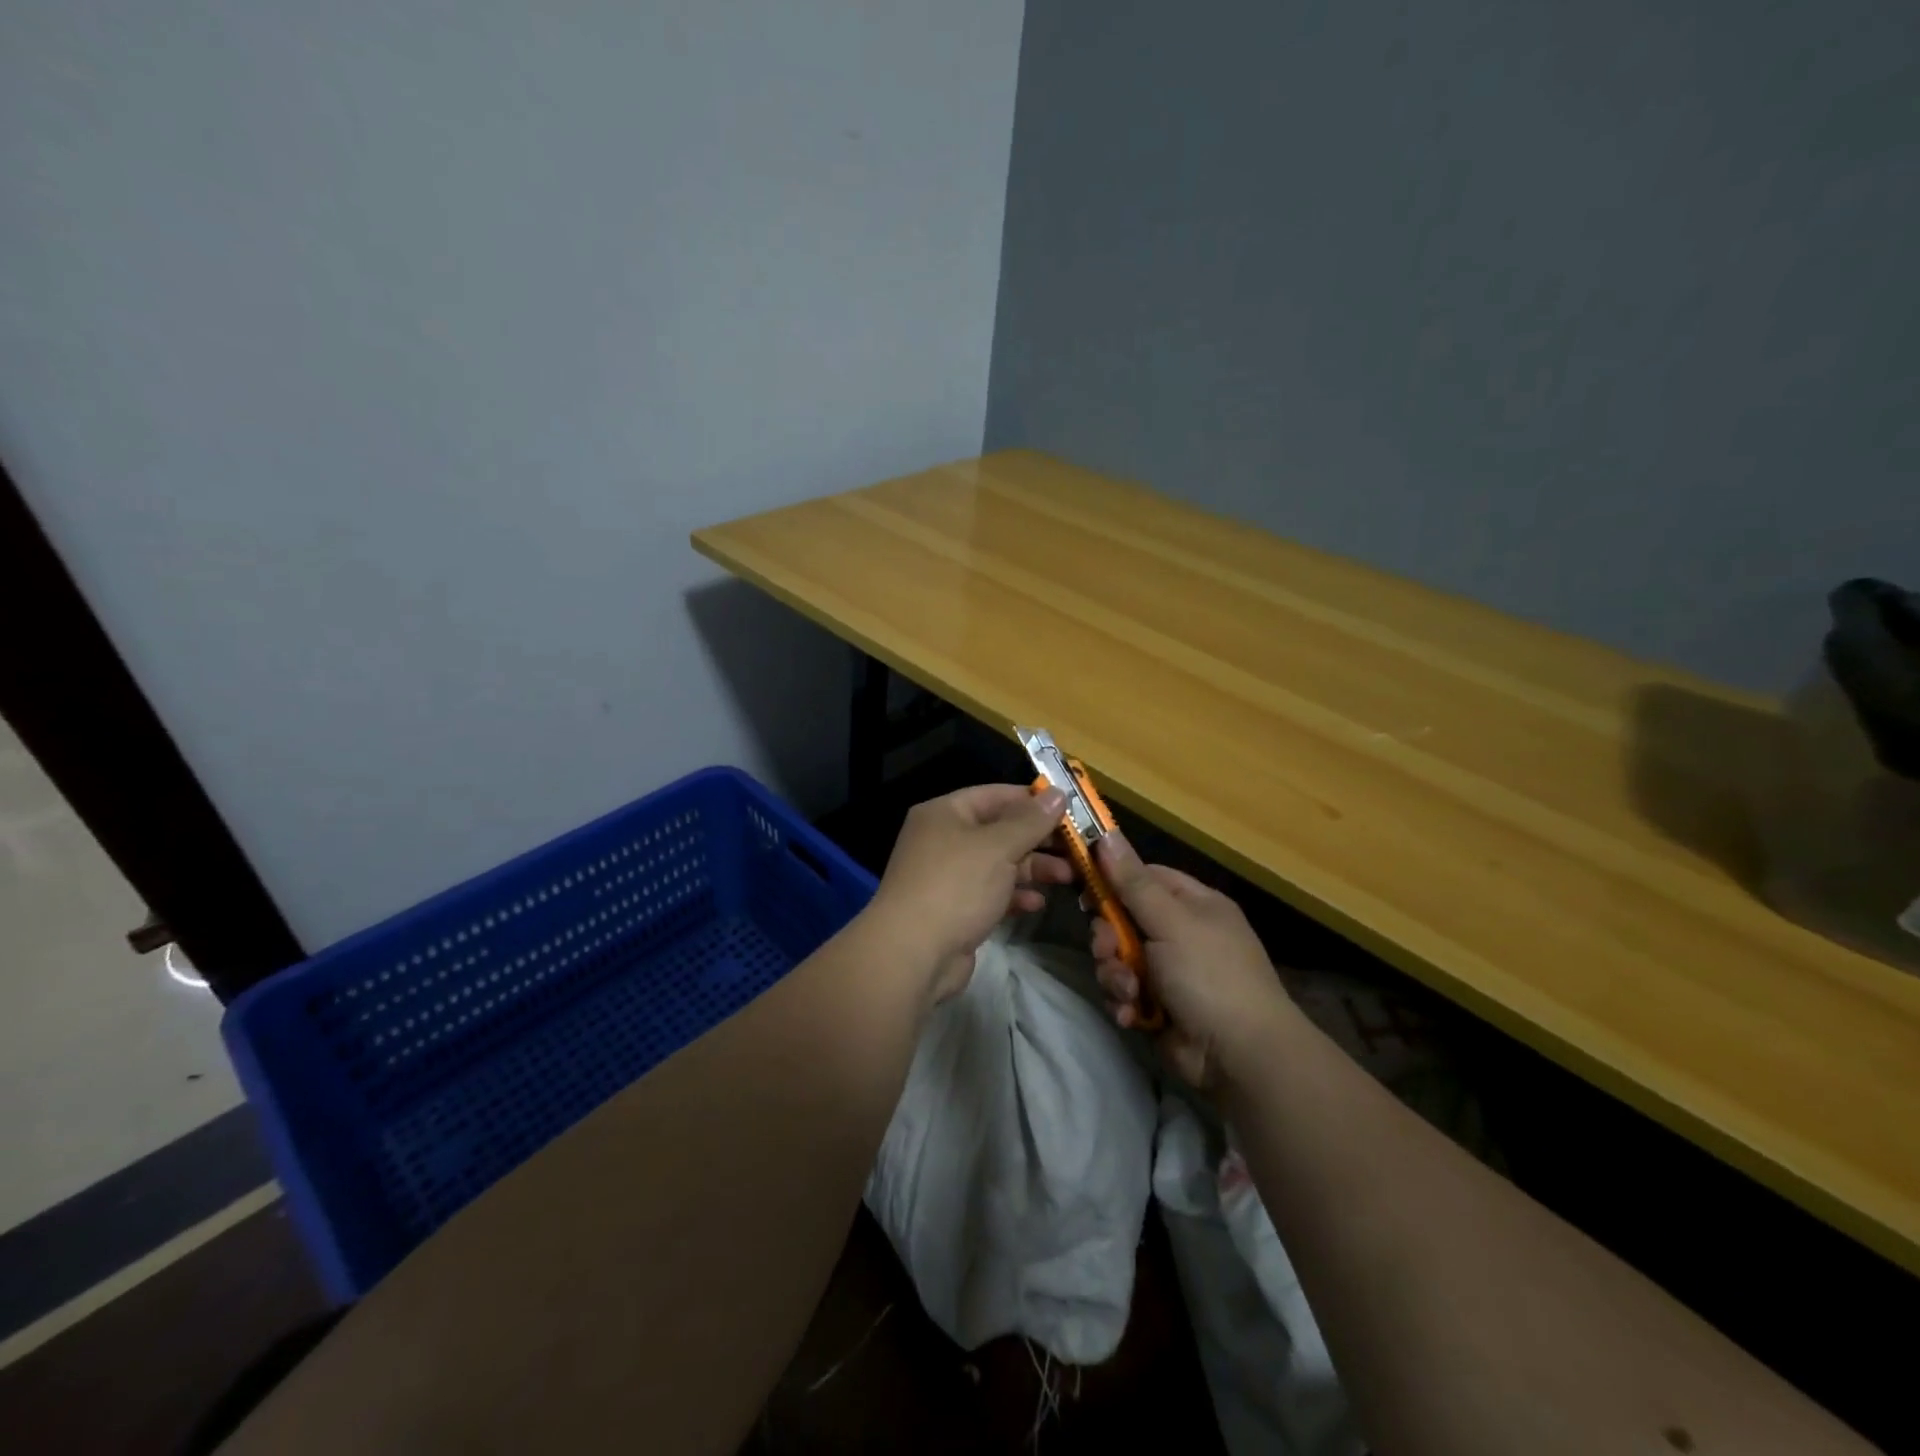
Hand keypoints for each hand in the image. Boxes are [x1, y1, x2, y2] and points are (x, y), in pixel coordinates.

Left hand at [867, 784, 1073, 1003]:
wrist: (912, 954)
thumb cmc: (956, 886)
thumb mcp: (998, 847)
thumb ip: (1031, 821)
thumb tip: (1059, 793)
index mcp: (945, 813)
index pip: (994, 795)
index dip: (1032, 800)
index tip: (1069, 809)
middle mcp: (943, 839)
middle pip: (999, 830)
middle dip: (1038, 839)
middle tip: (1077, 847)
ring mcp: (948, 876)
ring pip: (998, 864)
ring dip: (1032, 869)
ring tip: (1068, 877)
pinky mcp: (955, 909)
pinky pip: (991, 893)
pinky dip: (1014, 895)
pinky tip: (1037, 904)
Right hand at [1089, 831, 1298, 1087]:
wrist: (1240, 1056)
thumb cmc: (1209, 975)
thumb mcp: (1170, 921)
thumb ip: (1133, 881)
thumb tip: (1105, 833)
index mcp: (1194, 904)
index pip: (1144, 877)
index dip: (1113, 880)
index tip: (1082, 886)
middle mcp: (1181, 933)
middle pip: (1123, 919)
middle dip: (1109, 938)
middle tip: (1107, 950)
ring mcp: (1170, 971)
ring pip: (1119, 958)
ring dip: (1115, 974)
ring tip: (1128, 991)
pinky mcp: (1158, 1005)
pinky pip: (1125, 991)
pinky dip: (1125, 1002)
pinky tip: (1133, 1014)